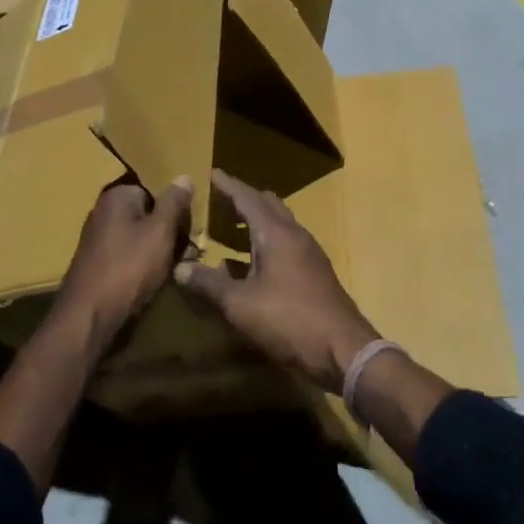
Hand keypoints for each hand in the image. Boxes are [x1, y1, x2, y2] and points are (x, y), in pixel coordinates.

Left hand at [56, 176, 195, 342]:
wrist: (90, 317)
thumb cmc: (128, 268)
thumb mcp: (160, 231)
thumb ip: (173, 203)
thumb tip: (183, 176)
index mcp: (116, 196)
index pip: (154, 188)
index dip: (176, 205)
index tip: (192, 223)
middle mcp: (105, 212)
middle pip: (149, 212)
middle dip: (171, 229)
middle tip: (193, 249)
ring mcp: (101, 239)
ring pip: (142, 236)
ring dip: (163, 249)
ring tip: (182, 265)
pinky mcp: (101, 264)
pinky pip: (132, 254)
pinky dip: (147, 263)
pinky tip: (162, 277)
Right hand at [173, 170, 379, 393]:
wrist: (344, 350)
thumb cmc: (289, 320)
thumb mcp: (240, 304)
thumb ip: (209, 284)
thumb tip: (179, 268)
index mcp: (276, 234)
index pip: (248, 198)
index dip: (228, 186)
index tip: (213, 173)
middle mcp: (295, 236)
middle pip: (269, 205)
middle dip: (245, 199)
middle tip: (221, 200)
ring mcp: (309, 254)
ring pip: (279, 225)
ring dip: (256, 222)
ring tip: (232, 229)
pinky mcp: (315, 274)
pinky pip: (286, 245)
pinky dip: (266, 243)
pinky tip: (252, 265)